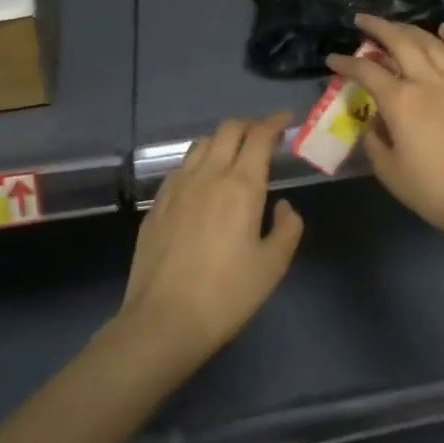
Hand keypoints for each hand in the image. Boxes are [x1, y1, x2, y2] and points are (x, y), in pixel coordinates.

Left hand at [120, 112, 302, 365]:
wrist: (163, 322)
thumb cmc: (226, 295)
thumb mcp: (272, 266)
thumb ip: (287, 229)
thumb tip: (284, 207)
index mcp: (241, 185)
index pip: (259, 136)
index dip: (275, 122)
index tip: (286, 121)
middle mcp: (208, 175)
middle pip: (228, 129)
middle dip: (250, 125)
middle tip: (264, 137)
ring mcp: (177, 187)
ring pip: (202, 144)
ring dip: (223, 140)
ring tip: (234, 156)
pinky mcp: (157, 204)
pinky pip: (181, 168)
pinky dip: (199, 162)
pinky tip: (203, 183)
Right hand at [328, 15, 443, 249]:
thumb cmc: (433, 191)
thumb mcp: (389, 171)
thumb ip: (374, 140)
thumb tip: (373, 121)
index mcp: (401, 101)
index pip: (366, 72)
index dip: (346, 63)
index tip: (333, 59)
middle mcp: (428, 81)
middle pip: (400, 42)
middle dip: (378, 27)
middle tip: (363, 20)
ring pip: (433, 43)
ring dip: (411, 29)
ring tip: (397, 26)